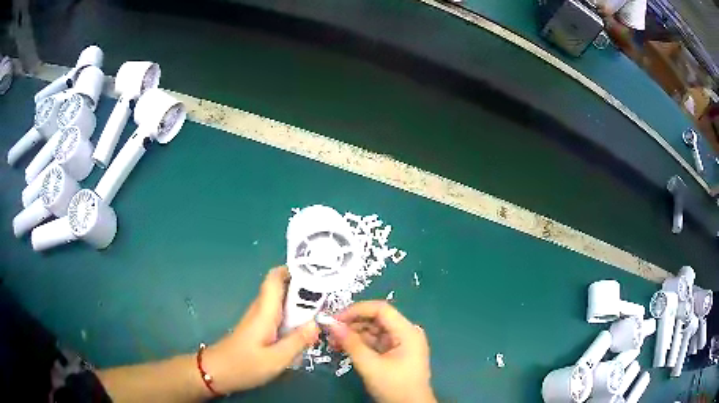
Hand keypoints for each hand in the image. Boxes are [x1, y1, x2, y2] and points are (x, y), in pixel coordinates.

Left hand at [203, 266, 319, 393]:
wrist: (217, 372)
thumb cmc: (244, 365)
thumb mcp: (275, 359)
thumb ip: (298, 341)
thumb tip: (318, 324)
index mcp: (265, 311)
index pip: (276, 277)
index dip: (295, 269)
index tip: (319, 273)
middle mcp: (262, 309)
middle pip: (283, 288)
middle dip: (306, 289)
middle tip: (330, 298)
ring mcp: (259, 318)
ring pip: (283, 302)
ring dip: (302, 305)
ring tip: (324, 313)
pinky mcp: (259, 328)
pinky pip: (280, 315)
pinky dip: (294, 317)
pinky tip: (306, 330)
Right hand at [328, 301, 435, 402]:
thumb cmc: (394, 386)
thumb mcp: (370, 366)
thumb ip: (351, 343)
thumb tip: (331, 324)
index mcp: (407, 331)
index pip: (381, 309)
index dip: (356, 310)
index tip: (334, 319)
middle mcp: (406, 333)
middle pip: (376, 319)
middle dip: (352, 323)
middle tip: (330, 332)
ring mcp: (401, 343)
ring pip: (374, 330)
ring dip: (353, 334)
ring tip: (332, 341)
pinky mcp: (395, 352)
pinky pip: (375, 342)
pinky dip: (359, 343)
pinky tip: (343, 347)